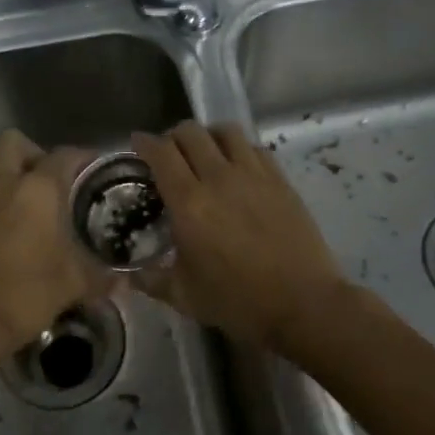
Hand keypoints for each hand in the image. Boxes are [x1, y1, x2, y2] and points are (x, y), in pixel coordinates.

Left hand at [0, 130, 109, 366]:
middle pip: (14, 143)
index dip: (79, 157)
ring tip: (3, 184)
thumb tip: (124, 282)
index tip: (88, 167)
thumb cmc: (25, 297)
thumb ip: (101, 277)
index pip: (64, 156)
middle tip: (40, 179)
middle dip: (30, 153)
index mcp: (39, 191)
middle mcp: (1, 181)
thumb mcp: (74, 285)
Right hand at [131, 121, 348, 352]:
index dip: (144, 143)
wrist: (303, 303)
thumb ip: (151, 280)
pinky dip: (239, 149)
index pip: (162, 153)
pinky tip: (237, 168)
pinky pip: (255, 148)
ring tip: (204, 152)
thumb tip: (130, 274)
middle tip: (169, 154)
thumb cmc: (239, 302)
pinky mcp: (280, 180)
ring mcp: (254, 175)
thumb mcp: (185, 296)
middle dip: (173, 136)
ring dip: (208, 135)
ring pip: (226, 131)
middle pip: (192, 132)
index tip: (137, 144)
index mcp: (189, 203)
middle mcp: (219, 178)